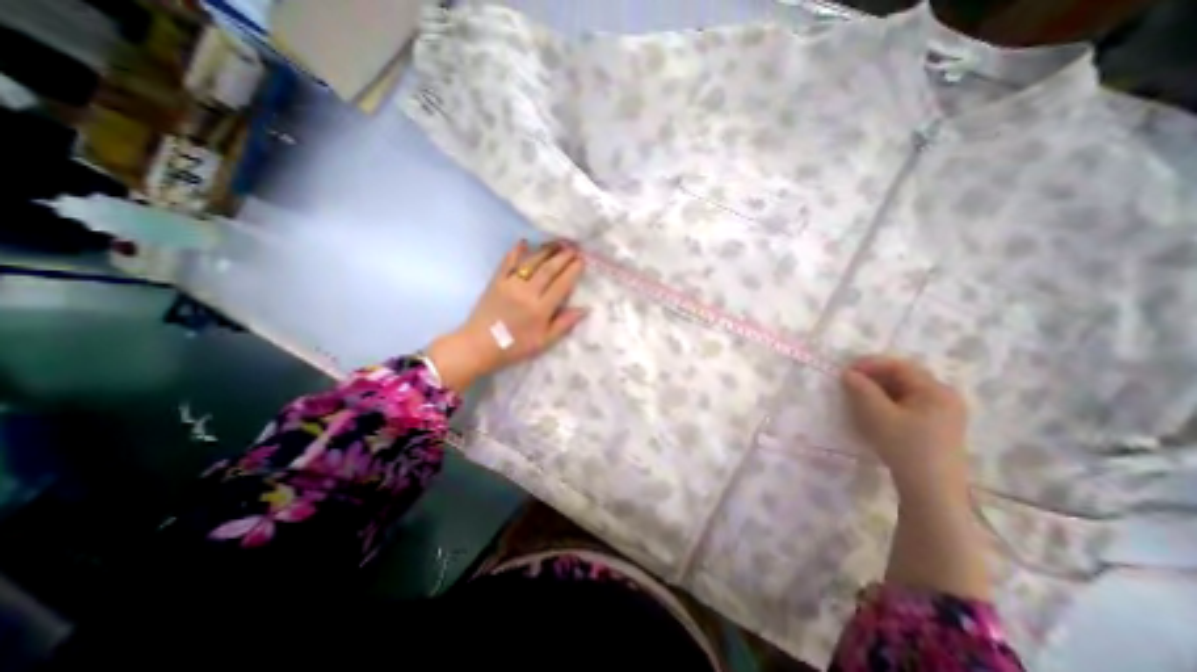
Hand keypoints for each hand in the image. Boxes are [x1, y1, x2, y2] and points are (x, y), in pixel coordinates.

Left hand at [428, 240, 586, 390]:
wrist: (478, 346)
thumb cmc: (514, 347)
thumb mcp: (543, 342)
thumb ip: (564, 324)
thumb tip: (584, 309)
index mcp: (540, 309)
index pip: (561, 285)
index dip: (573, 271)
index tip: (582, 260)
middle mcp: (527, 293)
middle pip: (548, 269)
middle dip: (563, 256)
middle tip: (574, 247)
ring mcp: (510, 284)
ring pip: (531, 262)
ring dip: (546, 250)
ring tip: (558, 242)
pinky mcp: (496, 281)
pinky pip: (507, 262)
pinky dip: (516, 251)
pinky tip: (525, 242)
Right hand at [840, 355, 970, 501]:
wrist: (931, 490)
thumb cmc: (905, 447)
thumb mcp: (877, 415)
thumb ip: (861, 389)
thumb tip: (848, 373)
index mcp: (936, 390)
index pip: (899, 366)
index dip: (870, 364)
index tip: (846, 372)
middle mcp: (945, 396)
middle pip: (904, 377)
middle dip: (874, 377)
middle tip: (850, 384)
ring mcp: (944, 412)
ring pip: (905, 391)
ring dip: (880, 390)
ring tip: (858, 398)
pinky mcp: (938, 425)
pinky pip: (910, 403)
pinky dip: (889, 402)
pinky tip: (876, 412)